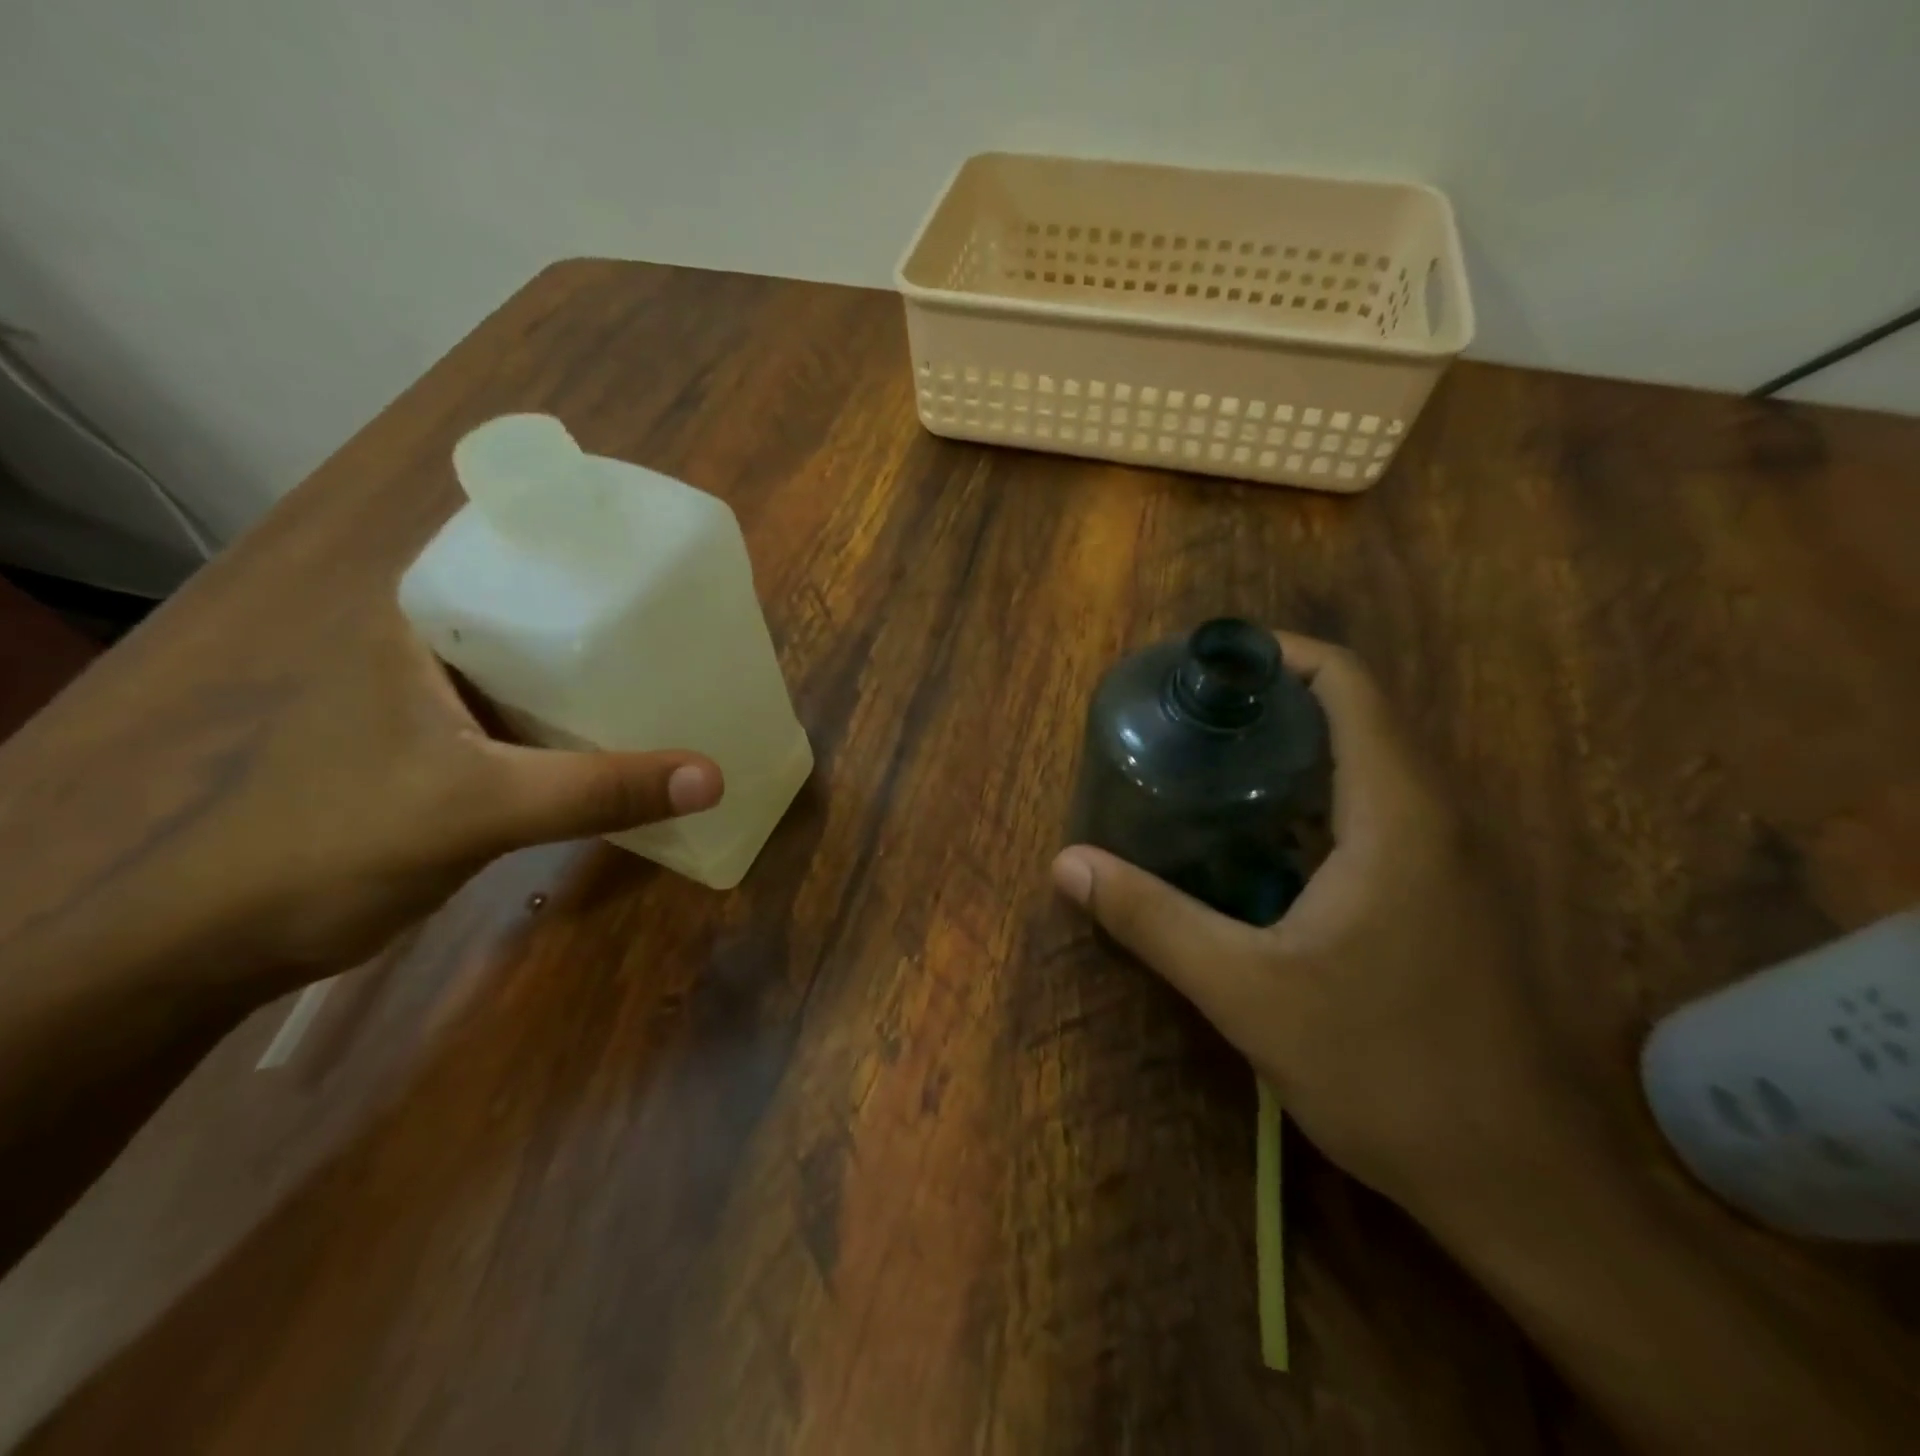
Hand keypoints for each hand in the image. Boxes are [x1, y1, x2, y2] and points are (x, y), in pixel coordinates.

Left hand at [0, 600, 721, 1006]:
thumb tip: (714, 777)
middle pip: (541, 617)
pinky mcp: (453, 754)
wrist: (242, 933)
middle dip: (613, 622)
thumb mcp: (484, 807)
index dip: (592, 558)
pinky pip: (535, 725)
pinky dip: (580, 730)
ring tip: (678, 675)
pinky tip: (630, 741)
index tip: (665, 568)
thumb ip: (599, 791)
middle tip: (692, 626)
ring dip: (600, 680)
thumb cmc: (344, 840)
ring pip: (540, 675)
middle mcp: (431, 652)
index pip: (517, 558)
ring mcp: (441, 705)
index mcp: (419, 625)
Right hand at [1052, 633, 1576, 1217]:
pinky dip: (1311, 805)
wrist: (1520, 1182)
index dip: (1278, 655)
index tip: (1205, 666)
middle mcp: (1433, 818)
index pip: (1348, 684)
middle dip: (1269, 704)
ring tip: (1206, 767)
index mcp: (1396, 813)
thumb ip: (1152, 918)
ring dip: (1290, 755)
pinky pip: (1372, 819)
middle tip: (1186, 719)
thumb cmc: (1386, 1069)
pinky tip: (1254, 845)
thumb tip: (1066, 863)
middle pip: (1354, 718)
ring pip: (1364, 770)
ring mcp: (1446, 862)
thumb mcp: (1246, 990)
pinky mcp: (1443, 901)